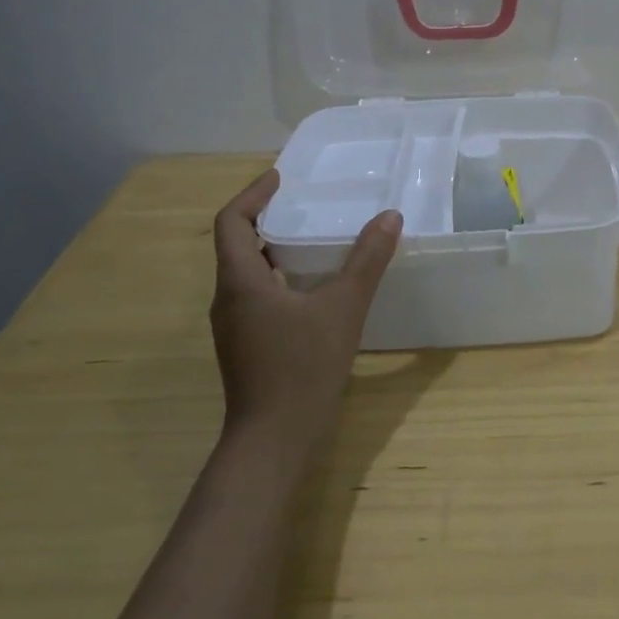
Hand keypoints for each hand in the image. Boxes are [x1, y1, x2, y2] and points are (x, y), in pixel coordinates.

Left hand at [209, 169, 402, 440]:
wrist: (273, 441)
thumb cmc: (302, 367)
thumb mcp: (343, 308)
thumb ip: (367, 261)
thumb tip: (389, 217)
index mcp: (241, 282)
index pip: (232, 222)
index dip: (253, 194)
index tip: (280, 178)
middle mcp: (228, 299)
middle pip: (236, 245)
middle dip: (265, 218)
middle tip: (302, 204)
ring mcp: (234, 326)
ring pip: (247, 272)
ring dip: (272, 249)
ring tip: (311, 238)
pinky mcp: (246, 346)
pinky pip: (256, 295)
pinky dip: (278, 276)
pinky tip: (311, 287)